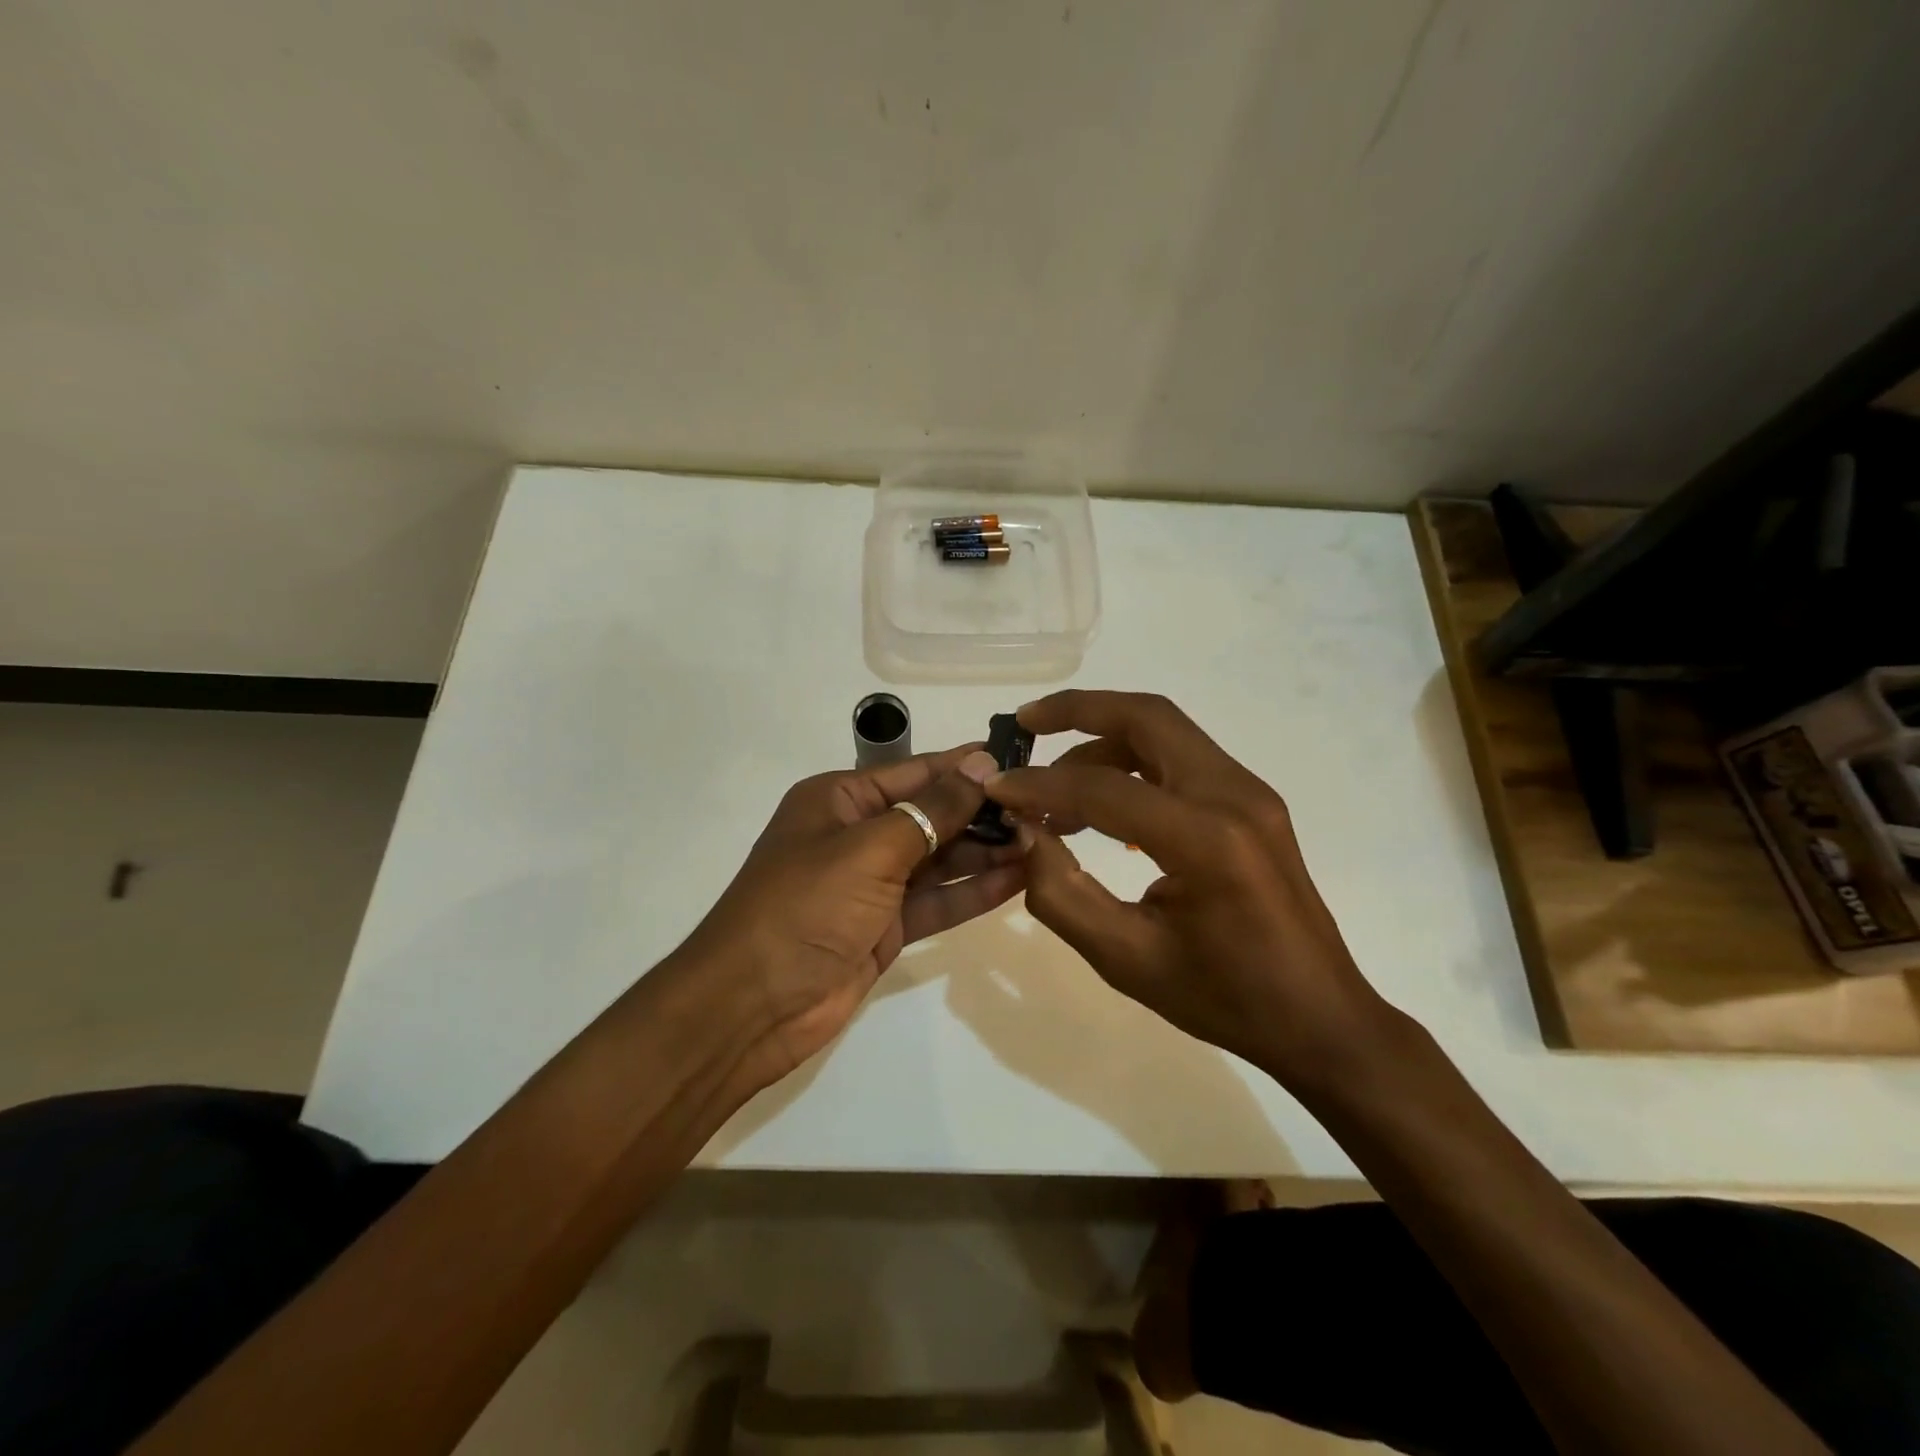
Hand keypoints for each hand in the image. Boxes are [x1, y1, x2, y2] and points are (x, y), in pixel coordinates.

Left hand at [677, 744, 1022, 1089]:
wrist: (751, 1007)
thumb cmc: (804, 907)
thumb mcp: (870, 849)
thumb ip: (932, 810)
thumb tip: (982, 764)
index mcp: (839, 800)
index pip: (914, 773)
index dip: (965, 767)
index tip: (1019, 762)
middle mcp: (857, 835)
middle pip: (931, 815)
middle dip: (983, 813)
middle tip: (1045, 809)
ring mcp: (872, 884)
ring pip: (939, 859)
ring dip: (986, 852)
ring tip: (1043, 841)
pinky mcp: (886, 927)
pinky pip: (937, 901)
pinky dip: (973, 892)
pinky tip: (1019, 879)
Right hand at [987, 690, 1392, 1087]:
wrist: (1320, 1018)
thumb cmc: (1224, 998)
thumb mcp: (1126, 959)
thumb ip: (1062, 892)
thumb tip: (1026, 833)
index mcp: (1206, 840)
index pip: (1104, 788)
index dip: (1041, 785)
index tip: (996, 788)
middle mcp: (1234, 796)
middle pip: (1147, 717)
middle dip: (1078, 711)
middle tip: (1025, 723)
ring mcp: (1250, 793)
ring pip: (1166, 731)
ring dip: (1105, 739)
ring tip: (1055, 783)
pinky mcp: (1253, 802)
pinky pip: (1183, 759)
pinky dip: (1135, 763)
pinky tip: (1104, 809)